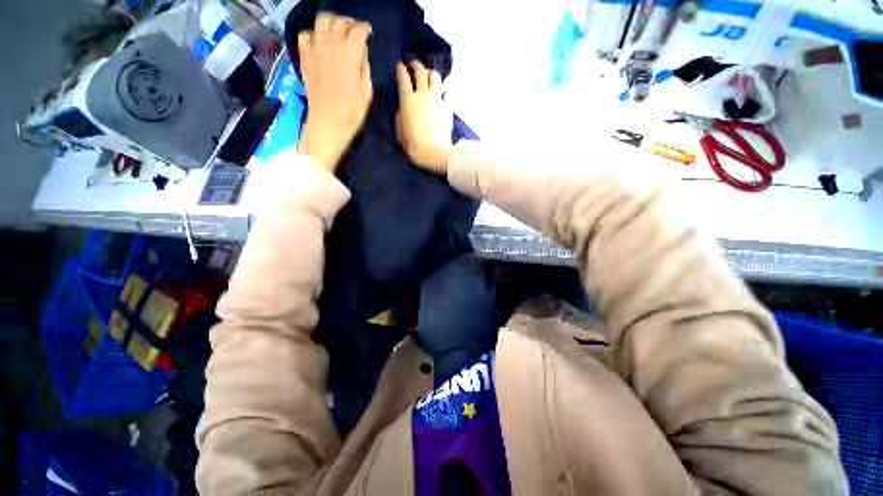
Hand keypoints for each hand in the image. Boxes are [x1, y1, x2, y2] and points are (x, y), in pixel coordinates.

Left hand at [297, 13, 372, 170]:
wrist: (328, 122)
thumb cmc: (352, 111)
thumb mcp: (367, 91)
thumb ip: (365, 66)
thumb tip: (361, 51)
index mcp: (350, 53)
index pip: (359, 30)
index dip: (365, 29)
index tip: (369, 33)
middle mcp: (331, 44)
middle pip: (339, 21)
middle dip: (349, 23)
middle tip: (354, 31)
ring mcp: (315, 49)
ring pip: (321, 21)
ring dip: (331, 23)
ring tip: (336, 32)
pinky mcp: (305, 57)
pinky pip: (305, 35)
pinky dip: (313, 35)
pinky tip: (319, 44)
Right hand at [396, 61, 452, 174]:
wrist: (432, 151)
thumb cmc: (412, 143)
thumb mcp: (399, 127)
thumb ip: (401, 112)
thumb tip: (405, 105)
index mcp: (407, 98)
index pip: (403, 76)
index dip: (401, 68)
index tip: (400, 65)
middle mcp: (422, 93)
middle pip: (420, 70)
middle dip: (416, 64)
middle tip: (414, 65)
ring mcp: (436, 99)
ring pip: (435, 76)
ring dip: (430, 73)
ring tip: (429, 75)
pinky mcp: (447, 106)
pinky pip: (446, 93)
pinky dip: (443, 92)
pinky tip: (441, 95)